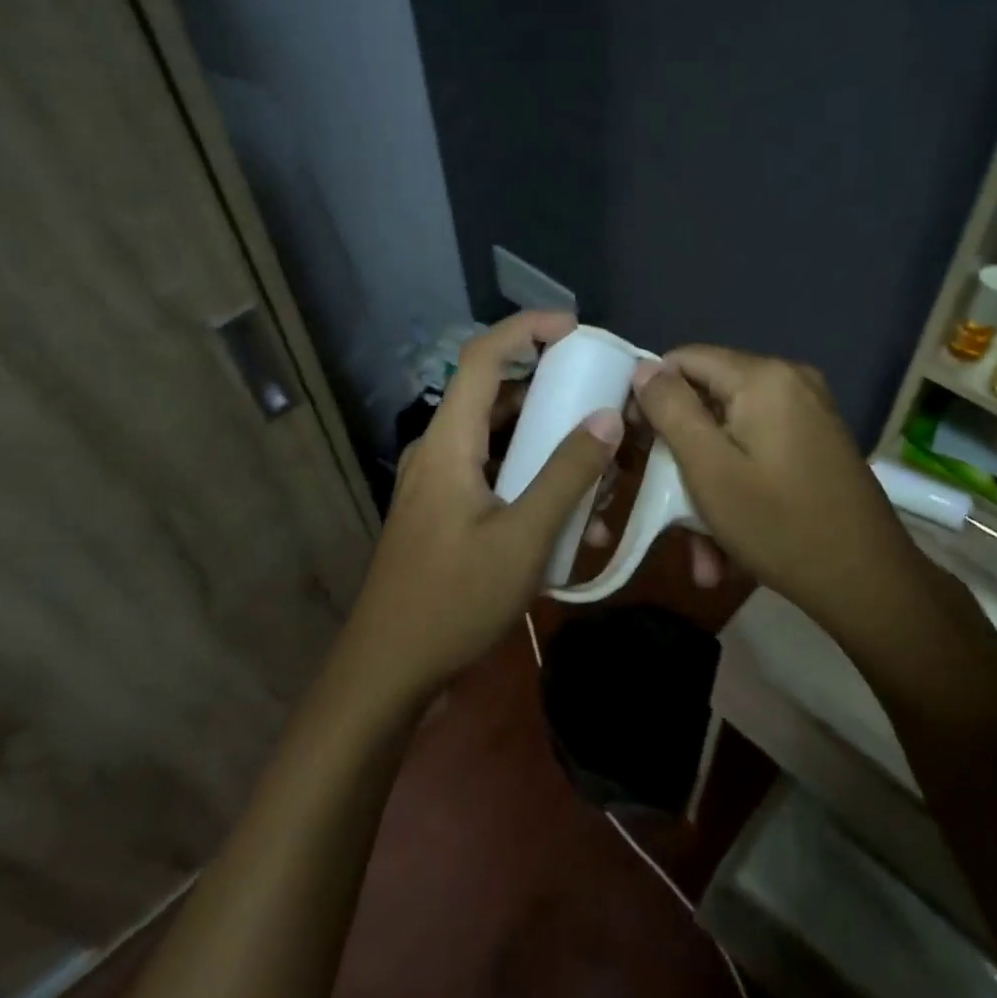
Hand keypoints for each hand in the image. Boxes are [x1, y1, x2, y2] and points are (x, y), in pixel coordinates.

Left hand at [343, 312, 622, 698]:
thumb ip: (567, 476)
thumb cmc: (454, 601)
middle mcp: (439, 451)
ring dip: (546, 442)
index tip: (576, 329)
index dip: (527, 330)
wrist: (389, 668)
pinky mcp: (446, 512)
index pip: (483, 358)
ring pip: (498, 439)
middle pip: (495, 395)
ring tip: (598, 460)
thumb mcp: (523, 539)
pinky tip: (571, 516)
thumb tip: (607, 420)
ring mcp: (440, 483)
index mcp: (449, 442)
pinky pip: (493, 475)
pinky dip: (531, 479)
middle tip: (600, 396)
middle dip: (550, 389)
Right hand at [629, 347, 904, 629]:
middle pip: (709, 401)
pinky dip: (737, 489)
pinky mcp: (817, 443)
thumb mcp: (709, 469)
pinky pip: (758, 453)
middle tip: (663, 506)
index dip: (651, 396)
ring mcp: (808, 413)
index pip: (684, 359)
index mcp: (763, 377)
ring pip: (731, 437)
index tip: (635, 444)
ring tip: (700, 551)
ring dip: (707, 487)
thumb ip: (672, 410)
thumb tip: (645, 368)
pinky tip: (727, 547)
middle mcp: (789, 382)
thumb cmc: (780, 525)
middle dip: (681, 457)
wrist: (870, 584)